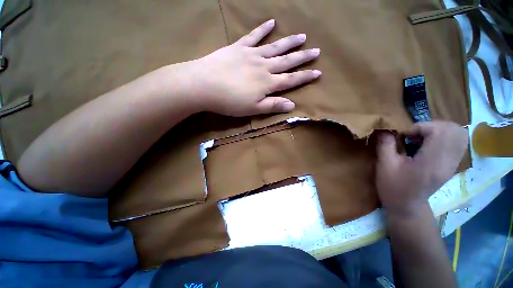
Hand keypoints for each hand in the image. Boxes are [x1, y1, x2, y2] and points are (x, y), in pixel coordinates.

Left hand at [182, 19, 320, 115]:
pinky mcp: (238, 47)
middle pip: (286, 61)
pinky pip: (253, 36)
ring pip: (274, 47)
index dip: (305, 77)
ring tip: (302, 36)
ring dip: (289, 42)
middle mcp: (263, 67)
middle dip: (302, 57)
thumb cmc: (230, 102)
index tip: (318, 72)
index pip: (291, 80)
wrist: (204, 85)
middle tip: (316, 50)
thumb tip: (292, 105)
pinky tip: (271, 22)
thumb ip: (273, 105)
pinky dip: (262, 29)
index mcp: (267, 83)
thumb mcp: (253, 109)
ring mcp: (251, 54)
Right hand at [375, 121, 467, 214]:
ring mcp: (452, 164)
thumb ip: (385, 144)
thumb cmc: (393, 187)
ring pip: (459, 135)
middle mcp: (447, 161)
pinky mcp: (452, 165)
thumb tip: (385, 128)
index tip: (405, 136)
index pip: (439, 131)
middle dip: (432, 126)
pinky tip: (428, 144)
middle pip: (453, 130)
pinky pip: (457, 143)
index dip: (421, 127)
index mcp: (431, 162)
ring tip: (422, 138)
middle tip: (415, 134)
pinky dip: (444, 137)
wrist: (406, 206)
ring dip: (439, 130)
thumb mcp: (384, 165)